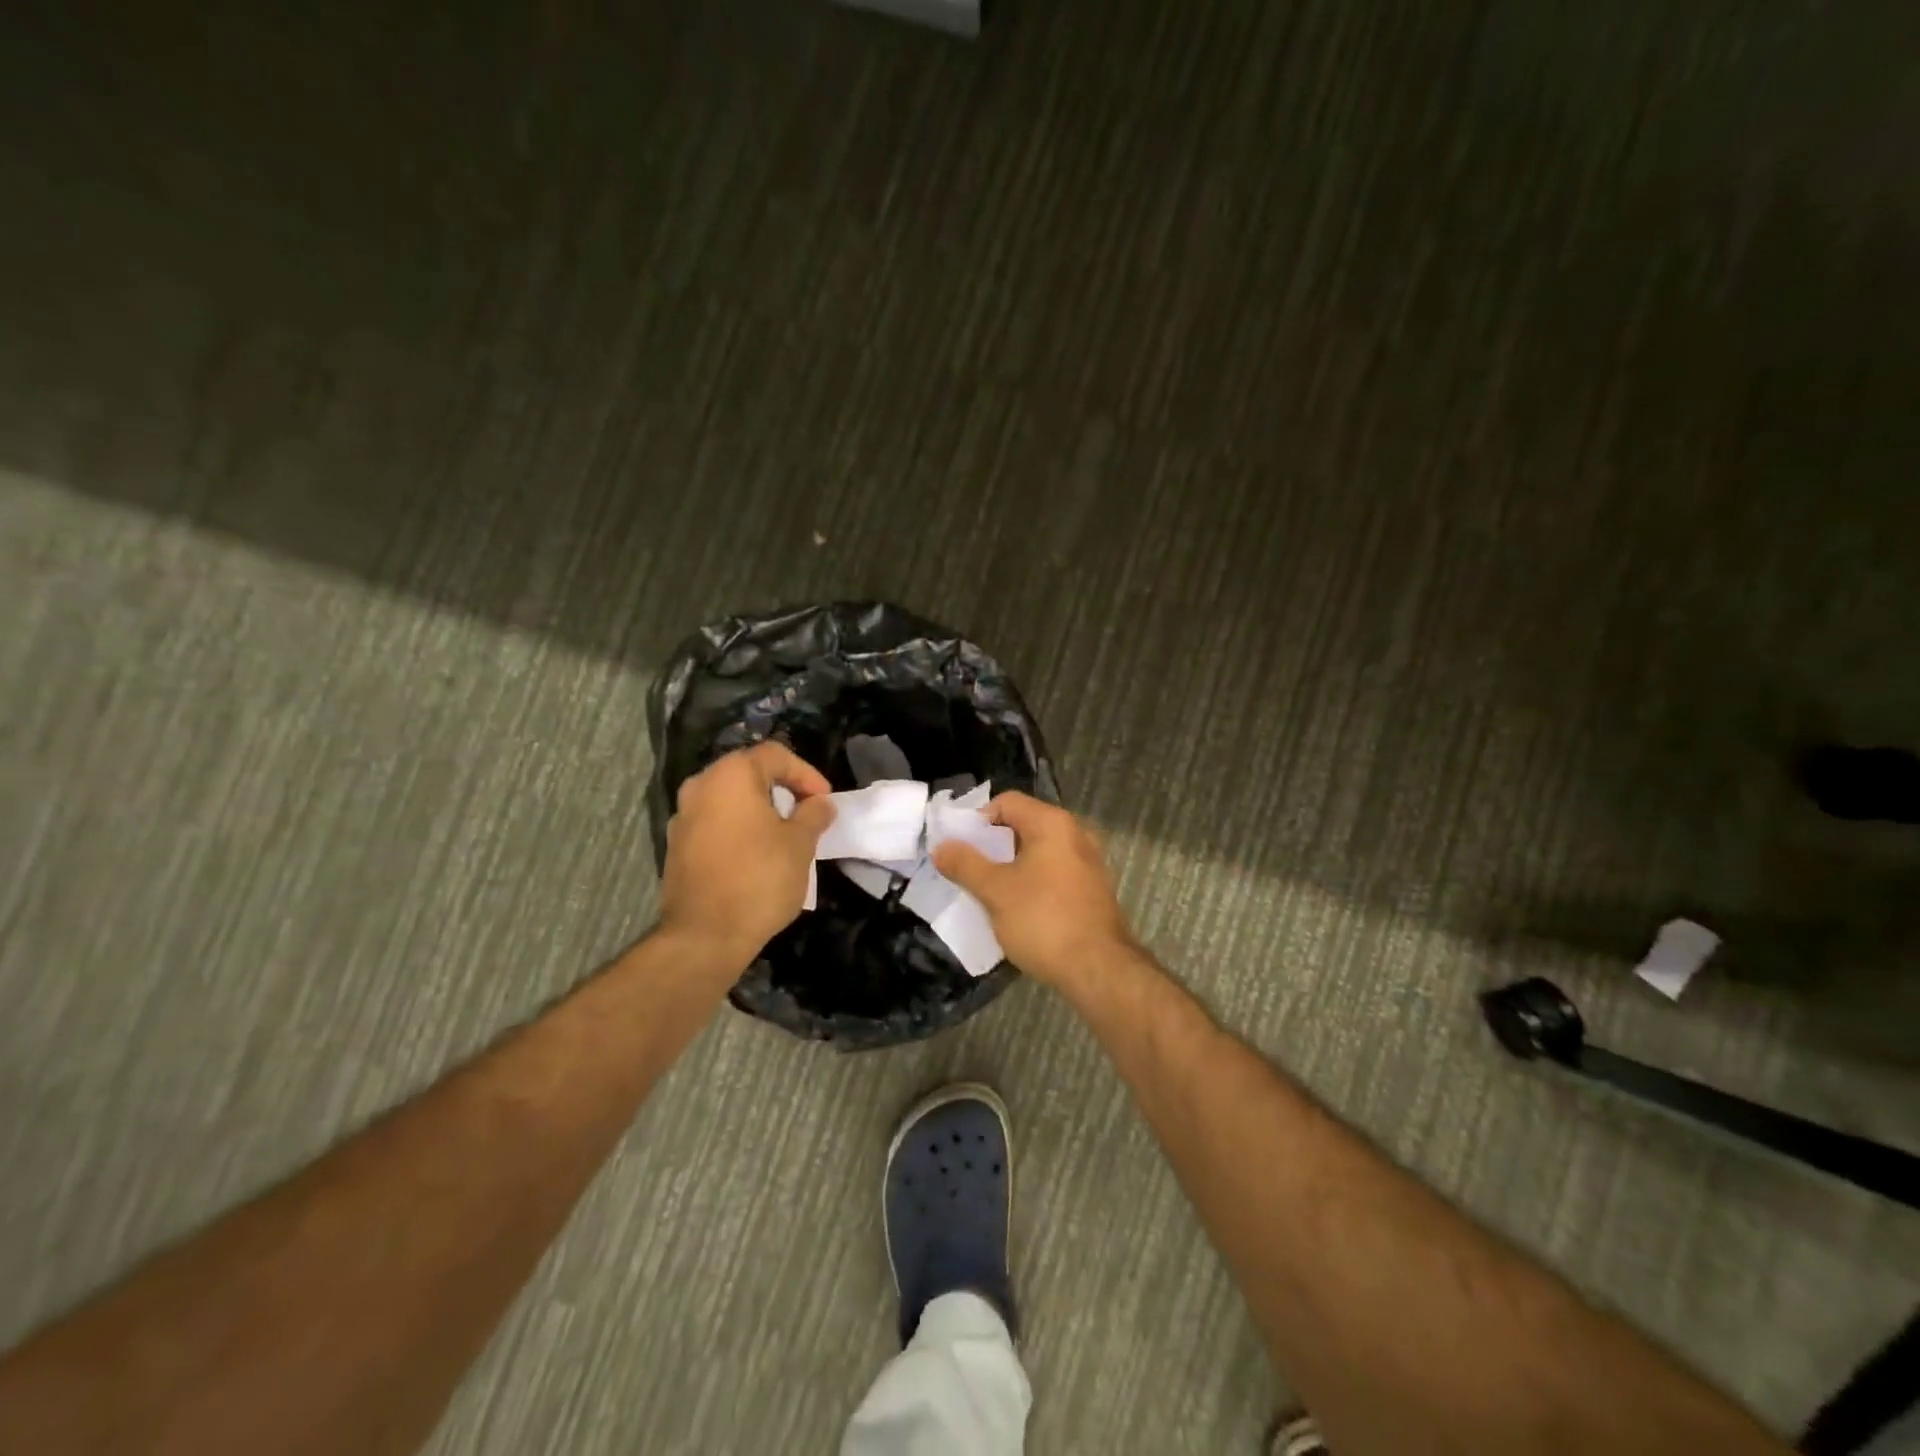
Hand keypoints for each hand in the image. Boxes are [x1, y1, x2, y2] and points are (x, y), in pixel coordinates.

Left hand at [658, 742, 834, 964]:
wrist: (704, 936)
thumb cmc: (759, 879)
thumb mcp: (800, 844)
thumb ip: (813, 814)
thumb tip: (820, 803)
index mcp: (731, 775)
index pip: (775, 755)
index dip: (806, 773)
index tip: (824, 800)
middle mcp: (700, 786)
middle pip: (748, 773)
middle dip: (781, 789)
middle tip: (806, 812)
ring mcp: (682, 817)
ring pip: (729, 799)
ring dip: (758, 809)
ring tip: (784, 834)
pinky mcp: (677, 846)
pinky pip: (714, 823)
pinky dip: (738, 829)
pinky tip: (756, 854)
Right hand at [932, 792, 1136, 990]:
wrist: (1099, 970)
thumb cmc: (1043, 920)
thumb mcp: (995, 891)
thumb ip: (965, 864)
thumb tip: (941, 846)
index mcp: (1052, 823)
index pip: (1006, 802)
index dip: (977, 820)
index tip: (959, 848)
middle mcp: (1075, 834)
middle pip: (1022, 826)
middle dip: (991, 847)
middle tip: (968, 871)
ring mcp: (1087, 863)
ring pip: (1037, 853)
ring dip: (1010, 868)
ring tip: (987, 892)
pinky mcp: (1092, 889)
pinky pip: (1053, 874)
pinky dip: (1031, 883)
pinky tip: (1016, 910)